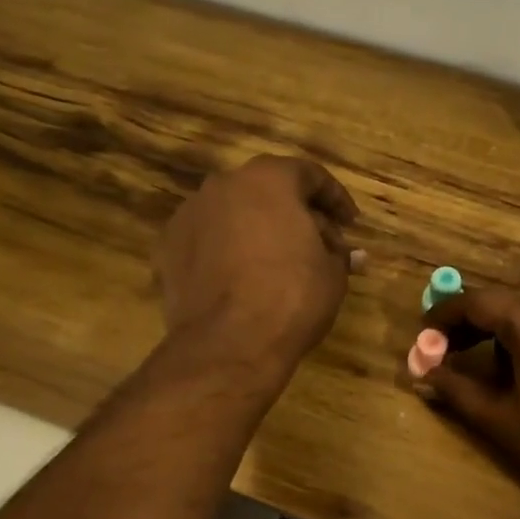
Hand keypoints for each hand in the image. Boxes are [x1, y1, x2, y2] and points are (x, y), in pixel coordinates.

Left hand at [156, 156, 362, 371]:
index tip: (350, 224)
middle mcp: (223, 185)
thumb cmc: (291, 298)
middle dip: (297, 215)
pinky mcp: (168, 248)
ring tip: (280, 264)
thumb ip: (340, 255)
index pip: (309, 175)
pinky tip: (242, 279)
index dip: (335, 198)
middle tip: (320, 247)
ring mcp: (189, 215)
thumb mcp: (332, 275)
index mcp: (268, 179)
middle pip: (268, 191)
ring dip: (259, 231)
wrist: (228, 343)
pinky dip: (228, 252)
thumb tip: (351, 255)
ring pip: (234, 214)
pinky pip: (208, 241)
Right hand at [418, 286, 519, 518]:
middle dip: (481, 328)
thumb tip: (421, 374)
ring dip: (519, 331)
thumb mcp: (502, 420)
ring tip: (515, 374)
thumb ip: (456, 389)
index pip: (475, 302)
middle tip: (459, 357)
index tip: (426, 336)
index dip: (445, 317)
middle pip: (510, 303)